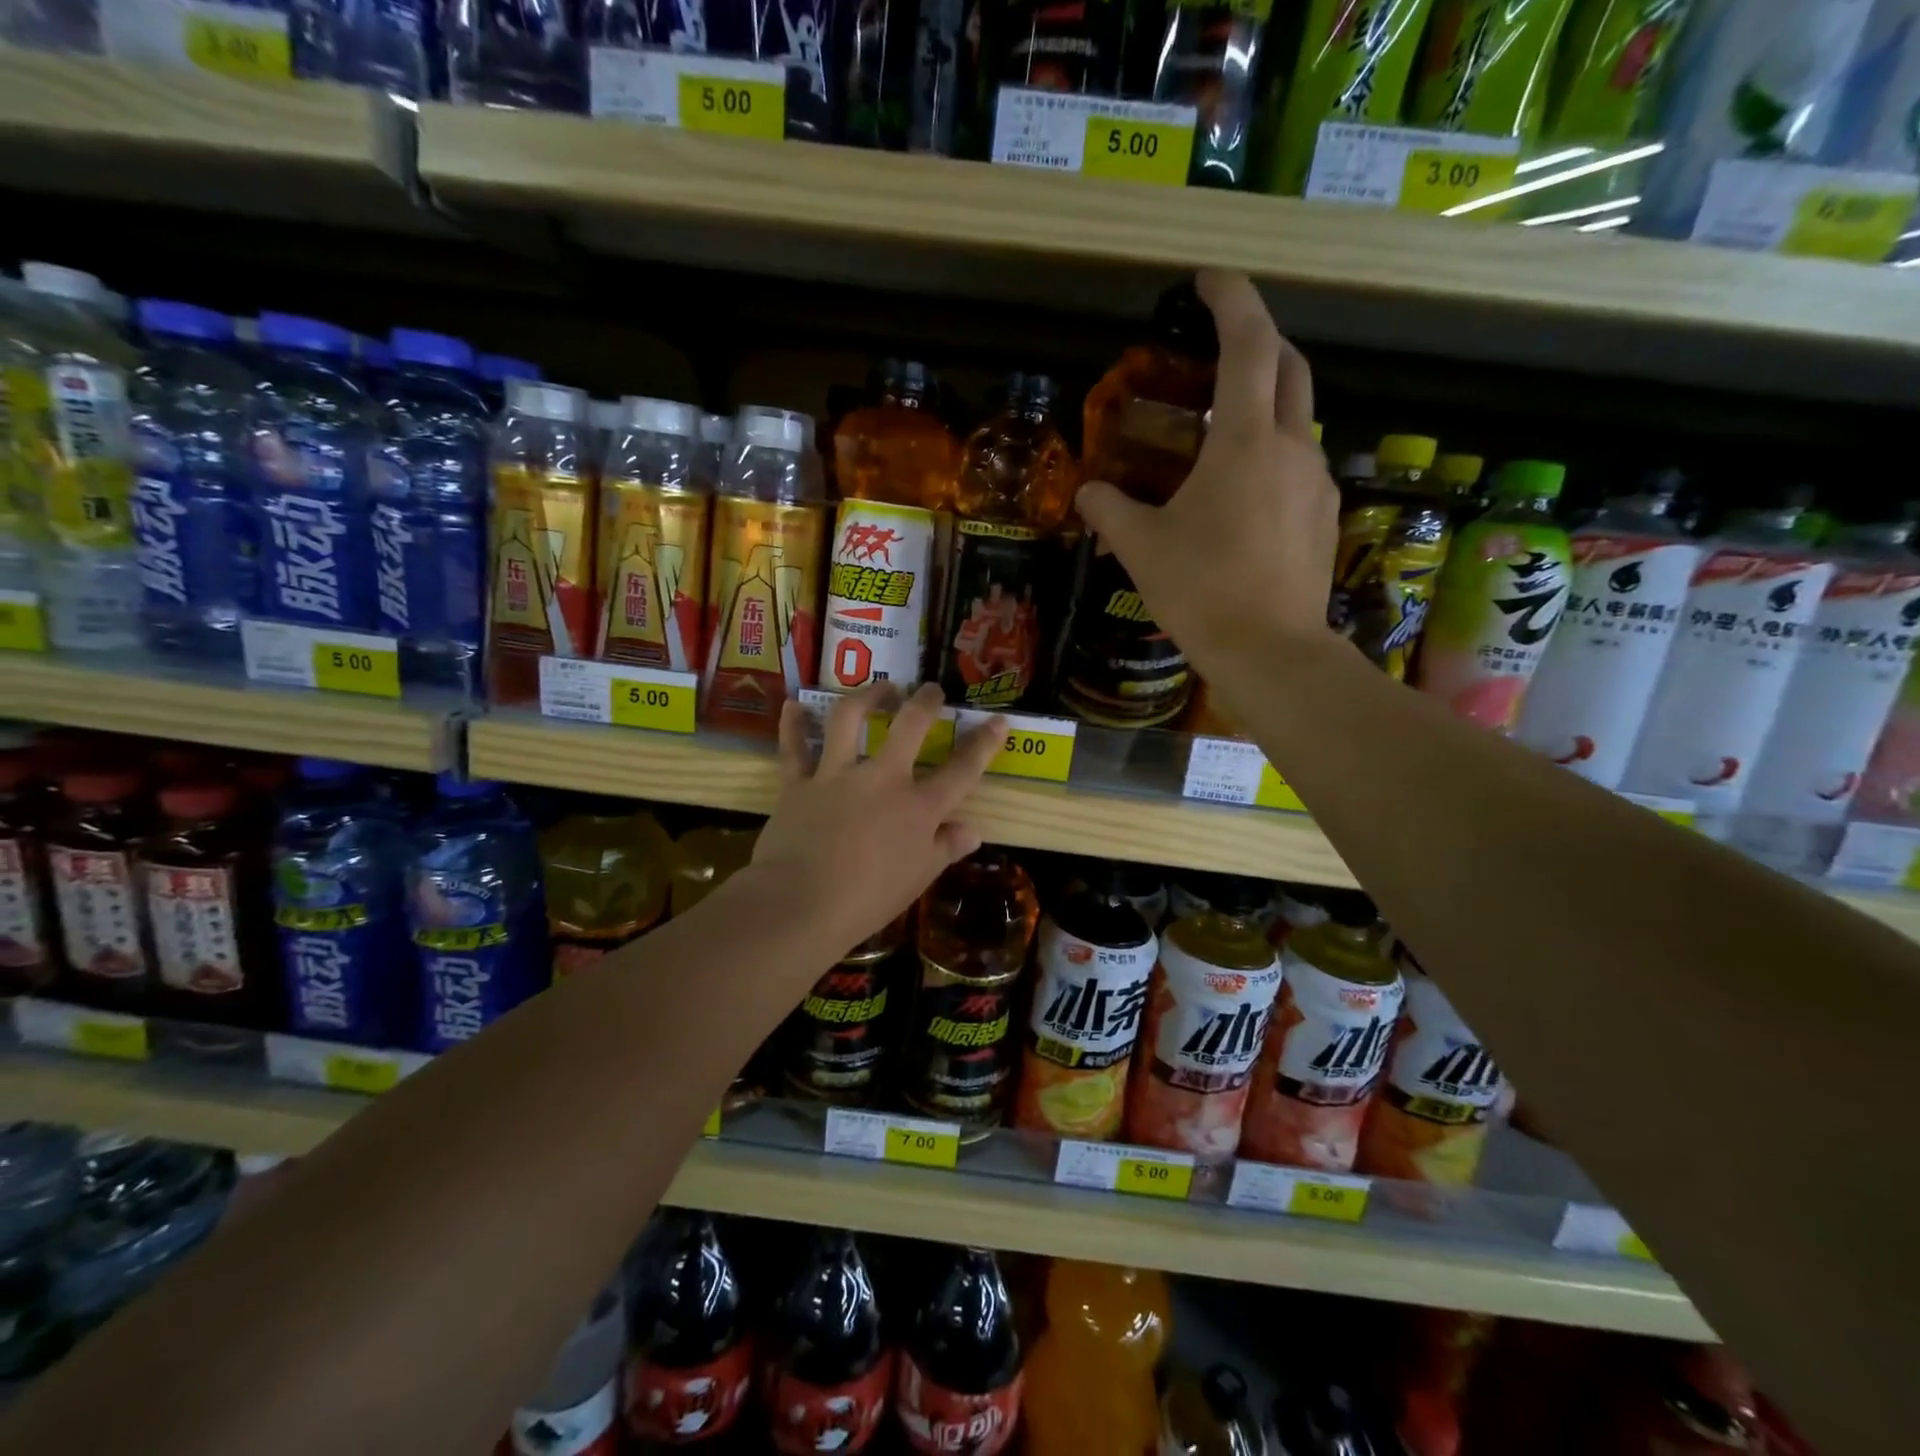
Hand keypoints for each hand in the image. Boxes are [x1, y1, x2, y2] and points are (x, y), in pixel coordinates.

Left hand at [749, 682, 1003, 959]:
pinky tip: (793, 705)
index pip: (962, 770)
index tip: (998, 720)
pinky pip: (794, 747)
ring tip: (879, 687)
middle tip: (930, 690)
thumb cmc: (868, 900)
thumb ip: (945, 849)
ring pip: (850, 719)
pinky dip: (792, 725)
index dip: (984, 743)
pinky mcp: (798, 783)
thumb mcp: (918, 879)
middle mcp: (882, 779)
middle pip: (910, 725)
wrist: (800, 905)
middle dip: (925, 701)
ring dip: (866, 696)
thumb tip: (973, 831)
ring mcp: (837, 775)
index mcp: (918, 807)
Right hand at [1076, 270, 1339, 680]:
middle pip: (1289, 367)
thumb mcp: (1141, 548)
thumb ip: (1110, 511)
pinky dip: (1271, 457)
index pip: (1248, 343)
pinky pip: (1298, 467)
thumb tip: (1088, 495)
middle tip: (1221, 345)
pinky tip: (1242, 495)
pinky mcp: (1324, 518)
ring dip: (1264, 406)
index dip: (1231, 299)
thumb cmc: (1201, 590)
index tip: (1207, 280)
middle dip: (1259, 341)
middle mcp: (1293, 446)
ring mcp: (1316, 482)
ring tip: (1221, 434)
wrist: (1271, 652)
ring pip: (1297, 420)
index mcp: (1247, 440)